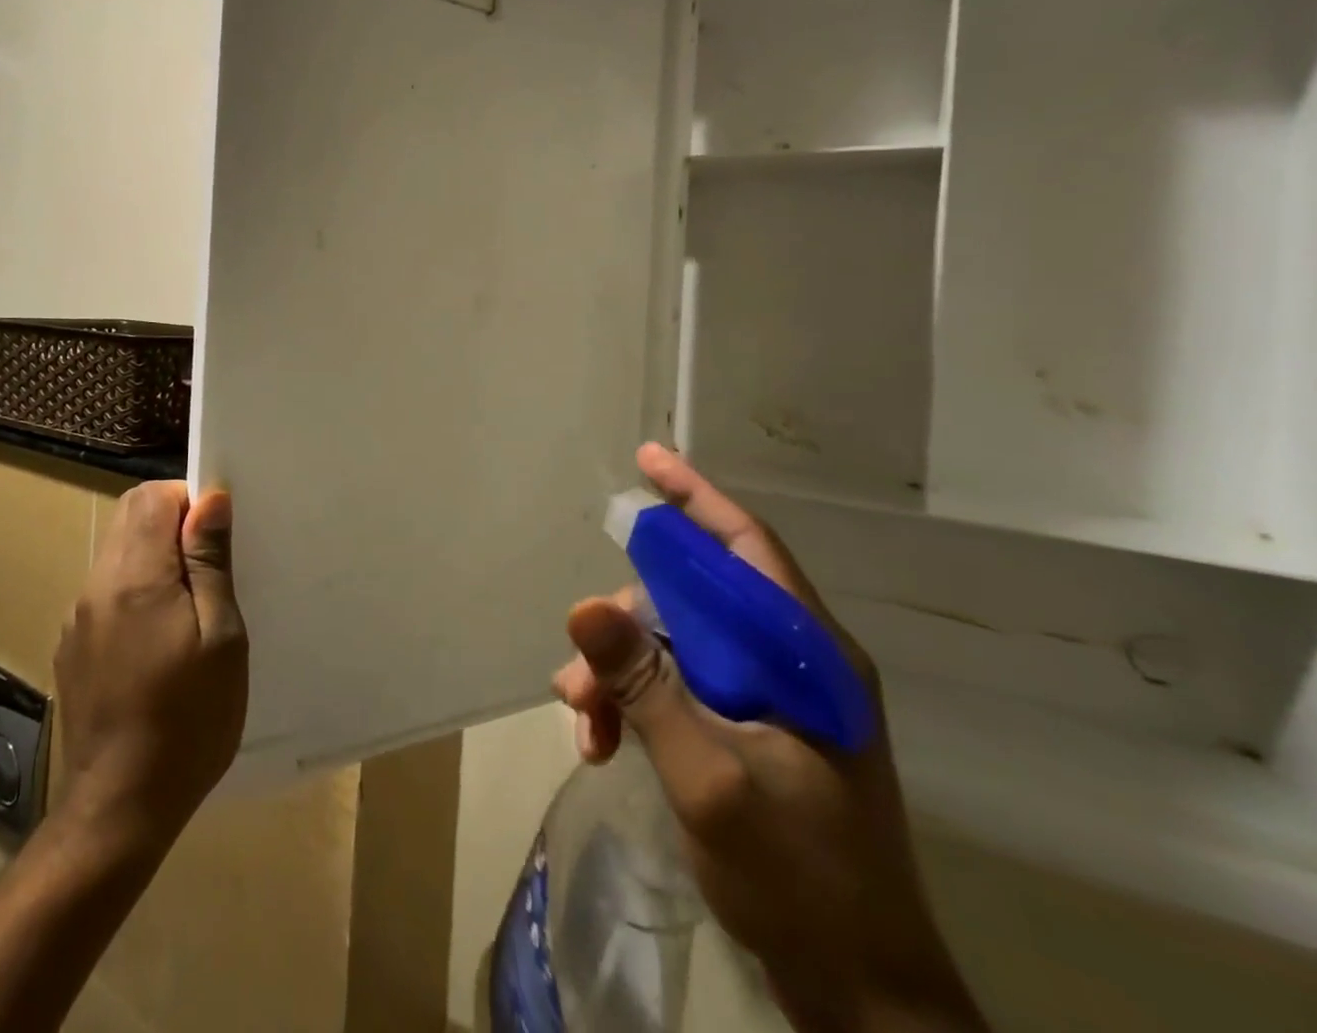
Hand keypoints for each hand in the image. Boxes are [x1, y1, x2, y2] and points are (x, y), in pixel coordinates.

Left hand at [53, 482, 247, 852]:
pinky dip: (136, 590)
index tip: (218, 536)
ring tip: (190, 607)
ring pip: (118, 552)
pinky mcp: (73, 647)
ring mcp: (78, 618)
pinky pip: (107, 591)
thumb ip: (210, 561)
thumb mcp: (221, 637)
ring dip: (155, 557)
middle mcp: (97, 586)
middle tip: (211, 567)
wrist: (120, 808)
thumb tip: (210, 499)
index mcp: (135, 577)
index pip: (152, 496)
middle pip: (130, 516)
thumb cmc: (189, 719)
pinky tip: (159, 641)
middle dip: (172, 521)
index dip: (189, 499)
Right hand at [554, 445, 985, 1032]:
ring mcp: (772, 698)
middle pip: (695, 599)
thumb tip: (583, 605)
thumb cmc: (800, 882)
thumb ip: (646, 688)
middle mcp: (791, 662)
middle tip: (579, 665)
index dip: (696, 497)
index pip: (746, 548)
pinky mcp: (753, 730)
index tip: (647, 459)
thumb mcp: (710, 780)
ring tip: (583, 720)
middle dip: (627, 623)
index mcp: (806, 655)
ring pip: (677, 646)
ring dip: (622, 673)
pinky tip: (603, 741)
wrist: (860, 996)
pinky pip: (679, 687)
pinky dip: (636, 704)